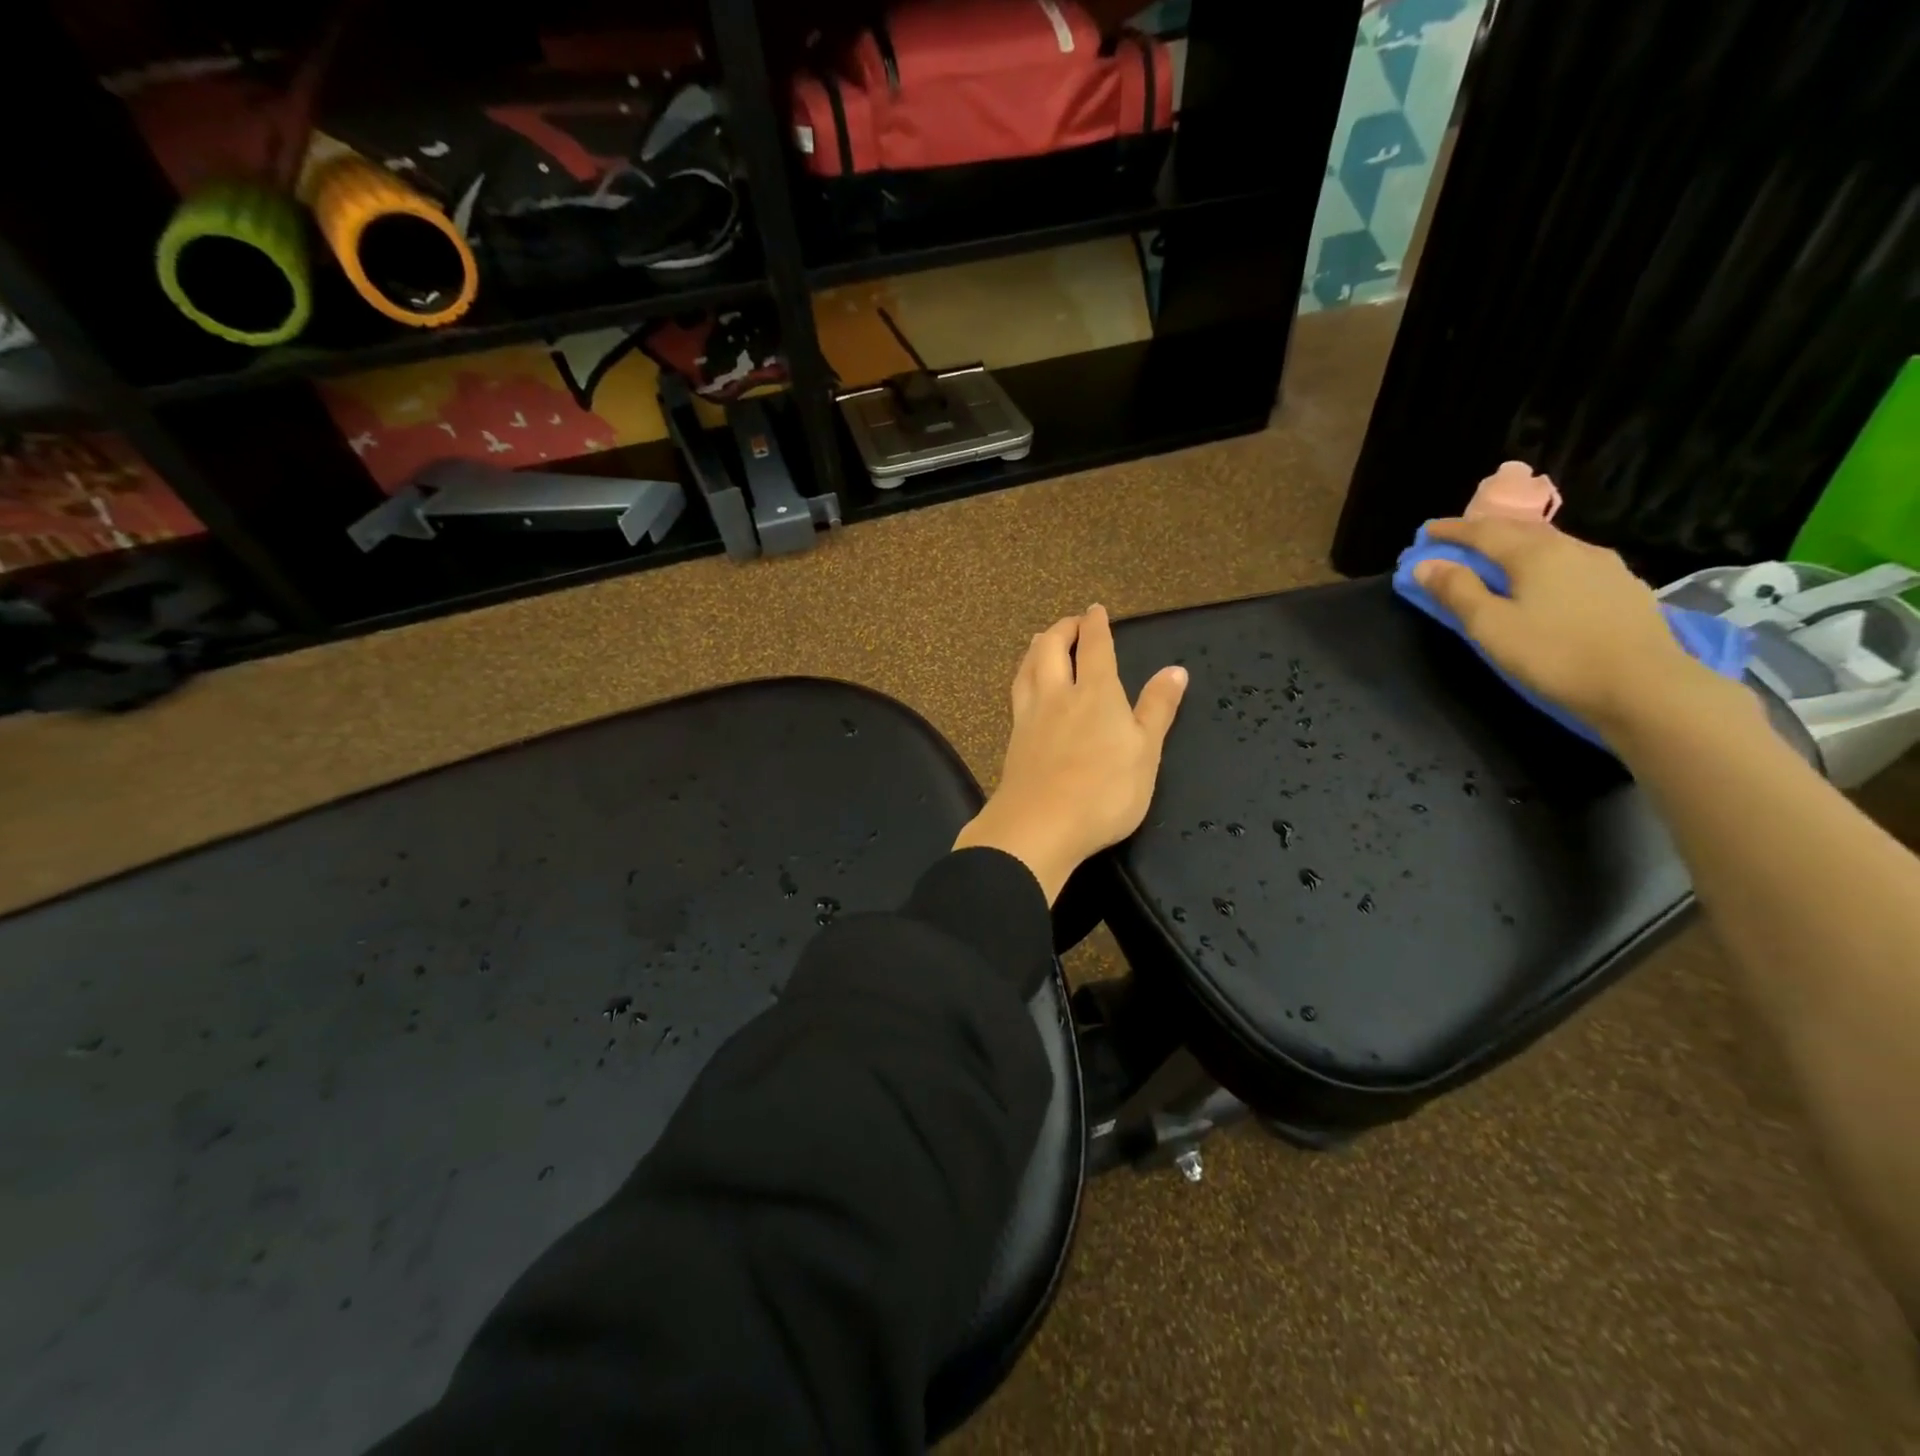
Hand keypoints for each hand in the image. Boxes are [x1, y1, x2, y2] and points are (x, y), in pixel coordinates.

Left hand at [954, 606, 1187, 903]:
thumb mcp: (1146, 752)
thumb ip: (1157, 709)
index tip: (1095, 610)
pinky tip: (1025, 686)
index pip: (1095, 647)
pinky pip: (1017, 693)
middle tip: (1071, 622)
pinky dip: (1023, 675)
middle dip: (1062, 629)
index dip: (1096, 625)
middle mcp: (1058, 695)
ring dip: (1037, 648)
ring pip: (1028, 667)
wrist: (1040, 825)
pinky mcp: (1014, 739)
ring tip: (1041, 640)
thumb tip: (1176, 670)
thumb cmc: (1105, 791)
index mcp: (1096, 693)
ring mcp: (1030, 716)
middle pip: (1052, 649)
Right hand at [1413, 517, 1733, 741]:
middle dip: (1484, 532)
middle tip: (1457, 541)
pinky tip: (1544, 579)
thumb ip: (1457, 591)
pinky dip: (1543, 562)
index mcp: (1534, 553)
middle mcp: (1571, 547)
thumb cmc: (1554, 654)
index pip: (1483, 531)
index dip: (1451, 530)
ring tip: (1497, 558)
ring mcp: (1603, 565)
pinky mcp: (1623, 586)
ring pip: (1549, 544)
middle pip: (1519, 530)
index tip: (1426, 532)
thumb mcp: (1491, 626)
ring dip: (1516, 545)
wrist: (1643, 685)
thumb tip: (1426, 564)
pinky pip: (1571, 562)